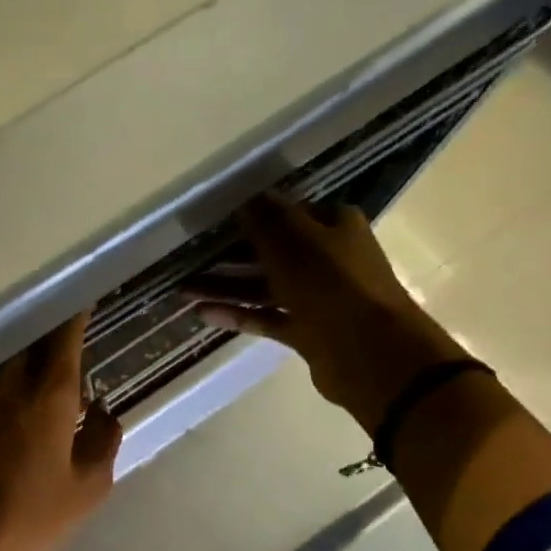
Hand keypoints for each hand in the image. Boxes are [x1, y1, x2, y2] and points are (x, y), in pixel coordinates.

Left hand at [0, 312, 122, 550]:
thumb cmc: (35, 519)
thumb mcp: (88, 487)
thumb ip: (104, 439)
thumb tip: (104, 410)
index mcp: (50, 394)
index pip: (64, 335)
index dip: (75, 313)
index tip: (83, 297)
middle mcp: (7, 381)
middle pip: (27, 337)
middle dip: (45, 328)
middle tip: (60, 329)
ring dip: (17, 350)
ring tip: (31, 356)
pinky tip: (0, 388)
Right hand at [187, 197, 468, 432]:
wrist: (367, 351)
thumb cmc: (331, 282)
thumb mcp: (294, 240)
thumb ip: (266, 220)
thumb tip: (246, 200)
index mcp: (334, 226)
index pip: (288, 213)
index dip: (253, 215)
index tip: (215, 221)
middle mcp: (327, 258)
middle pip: (272, 251)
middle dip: (230, 254)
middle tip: (190, 257)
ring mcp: (317, 297)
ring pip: (264, 286)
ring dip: (226, 286)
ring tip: (183, 289)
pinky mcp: (306, 331)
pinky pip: (265, 317)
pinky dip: (237, 314)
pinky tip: (202, 313)